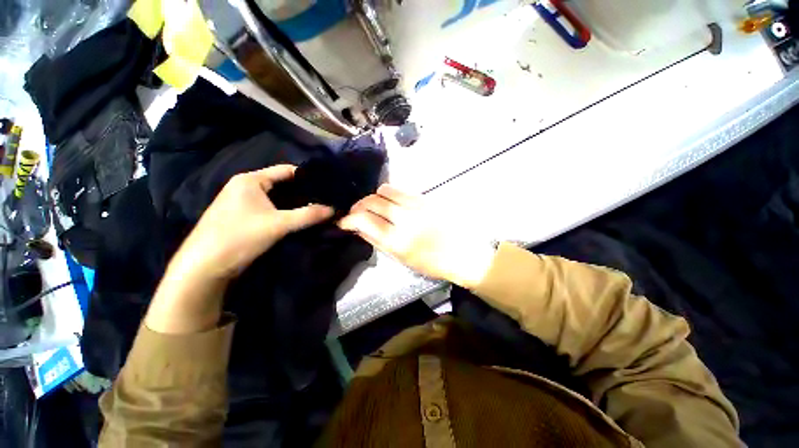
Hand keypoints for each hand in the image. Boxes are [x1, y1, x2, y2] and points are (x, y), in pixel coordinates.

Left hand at [146, 165, 332, 333]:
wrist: (205, 266)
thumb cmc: (240, 237)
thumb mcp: (279, 225)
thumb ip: (308, 215)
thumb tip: (333, 209)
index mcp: (250, 180)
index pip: (286, 170)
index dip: (308, 177)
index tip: (327, 185)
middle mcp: (245, 186)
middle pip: (282, 184)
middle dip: (303, 192)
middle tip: (325, 198)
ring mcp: (242, 202)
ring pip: (276, 197)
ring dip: (295, 203)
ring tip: (316, 207)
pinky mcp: (243, 216)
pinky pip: (270, 208)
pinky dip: (285, 211)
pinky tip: (298, 217)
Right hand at [338, 184, 494, 288]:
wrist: (463, 252)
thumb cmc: (432, 263)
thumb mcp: (401, 259)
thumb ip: (377, 241)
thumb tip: (360, 228)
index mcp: (397, 240)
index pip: (364, 220)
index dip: (349, 219)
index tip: (344, 221)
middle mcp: (404, 219)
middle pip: (371, 201)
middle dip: (359, 205)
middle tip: (357, 212)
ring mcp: (416, 205)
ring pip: (384, 190)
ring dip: (374, 197)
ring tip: (375, 206)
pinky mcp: (425, 198)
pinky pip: (400, 190)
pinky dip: (389, 194)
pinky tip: (391, 203)